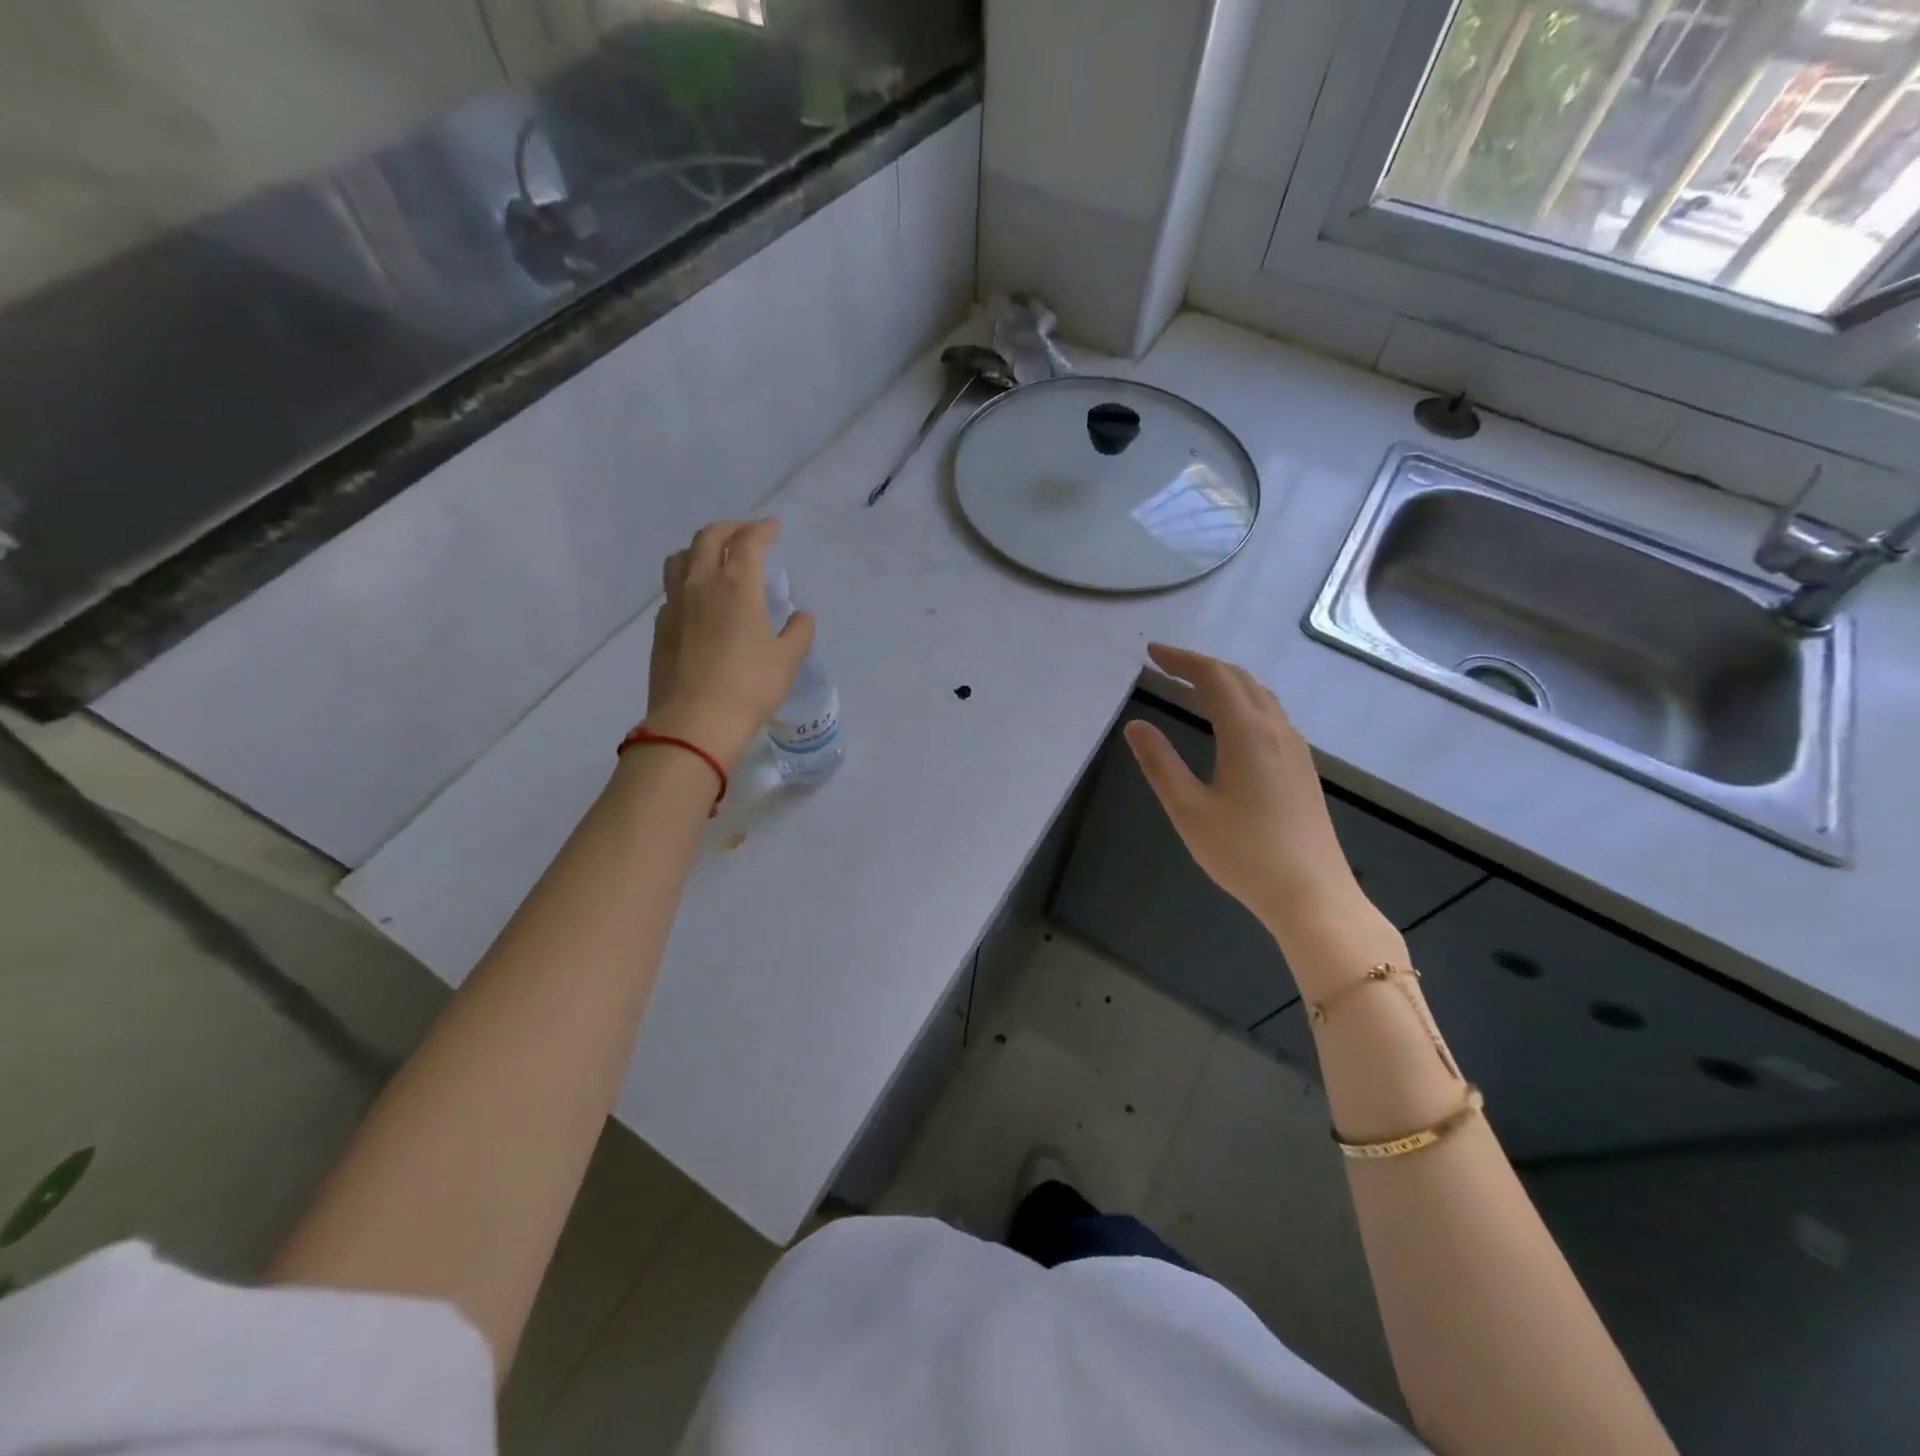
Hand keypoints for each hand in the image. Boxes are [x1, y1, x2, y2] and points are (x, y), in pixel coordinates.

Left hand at [644, 519, 814, 766]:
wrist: (694, 721)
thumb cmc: (749, 686)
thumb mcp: (787, 660)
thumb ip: (798, 632)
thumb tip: (801, 616)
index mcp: (736, 585)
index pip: (748, 542)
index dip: (762, 530)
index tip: (772, 527)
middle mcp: (701, 584)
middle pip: (708, 538)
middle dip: (729, 529)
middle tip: (744, 534)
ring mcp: (675, 604)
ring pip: (681, 558)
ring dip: (700, 549)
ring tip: (714, 558)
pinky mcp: (661, 627)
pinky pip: (672, 589)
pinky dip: (687, 581)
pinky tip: (698, 600)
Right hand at [1125, 644, 1367, 939]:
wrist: (1312, 895)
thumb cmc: (1243, 853)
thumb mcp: (1188, 810)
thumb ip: (1160, 763)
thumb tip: (1136, 726)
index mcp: (1247, 733)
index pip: (1213, 678)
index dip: (1181, 660)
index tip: (1152, 653)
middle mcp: (1276, 730)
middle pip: (1240, 679)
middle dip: (1201, 666)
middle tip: (1166, 665)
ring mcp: (1295, 749)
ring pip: (1260, 696)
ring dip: (1226, 682)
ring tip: (1193, 686)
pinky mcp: (1303, 769)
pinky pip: (1271, 715)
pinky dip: (1243, 701)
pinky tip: (1230, 723)